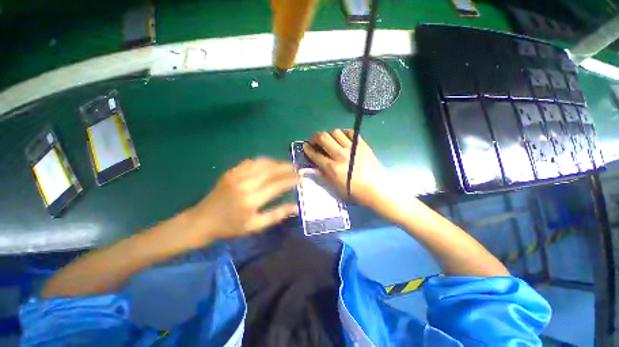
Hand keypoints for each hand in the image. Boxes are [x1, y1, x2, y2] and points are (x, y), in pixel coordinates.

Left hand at [187, 158, 298, 245]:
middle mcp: (245, 184)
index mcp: (251, 200)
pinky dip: (263, 161)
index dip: (291, 180)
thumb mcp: (255, 226)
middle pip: (271, 170)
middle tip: (296, 168)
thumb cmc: (231, 227)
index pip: (277, 185)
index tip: (300, 179)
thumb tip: (296, 207)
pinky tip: (269, 163)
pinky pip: (250, 162)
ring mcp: (236, 176)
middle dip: (286, 167)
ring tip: (286, 165)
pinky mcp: (231, 172)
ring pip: (262, 163)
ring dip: (276, 162)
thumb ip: (277, 215)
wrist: (202, 221)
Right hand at [303, 129, 386, 207]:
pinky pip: (351, 133)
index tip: (306, 146)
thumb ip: (324, 175)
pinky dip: (344, 133)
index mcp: (333, 168)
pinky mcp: (363, 146)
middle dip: (315, 137)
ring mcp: (353, 149)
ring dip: (329, 134)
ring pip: (336, 132)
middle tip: (315, 140)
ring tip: (329, 140)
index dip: (308, 149)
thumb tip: (316, 166)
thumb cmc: (354, 192)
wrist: (377, 190)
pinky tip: (343, 138)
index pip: (315, 154)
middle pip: (324, 138)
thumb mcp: (335, 188)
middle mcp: (341, 155)